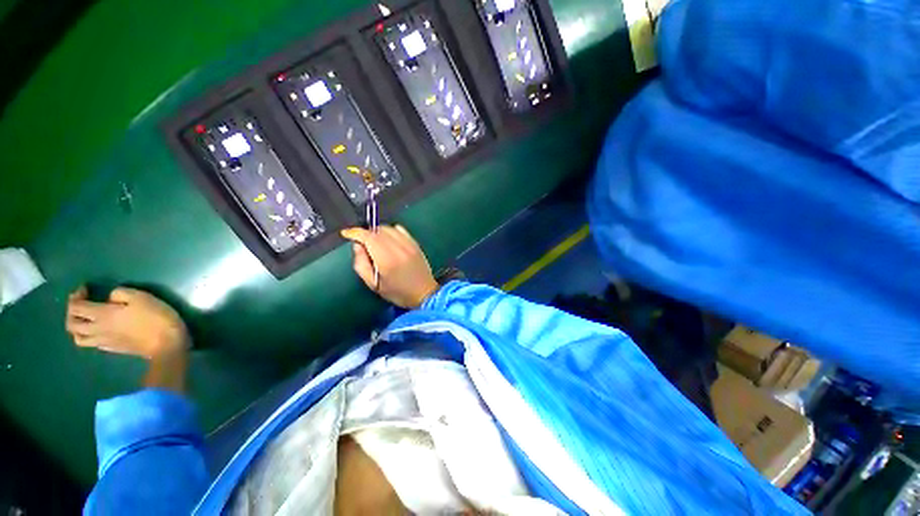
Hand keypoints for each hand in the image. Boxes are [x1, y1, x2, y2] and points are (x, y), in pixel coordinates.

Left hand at [66, 286, 188, 358]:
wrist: (167, 344)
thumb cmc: (155, 318)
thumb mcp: (142, 297)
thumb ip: (121, 293)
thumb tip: (111, 298)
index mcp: (102, 315)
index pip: (76, 307)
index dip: (76, 296)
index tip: (85, 289)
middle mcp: (97, 329)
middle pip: (71, 324)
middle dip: (71, 312)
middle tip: (81, 303)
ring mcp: (104, 341)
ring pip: (78, 337)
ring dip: (77, 328)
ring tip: (86, 320)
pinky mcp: (113, 348)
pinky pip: (92, 343)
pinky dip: (90, 336)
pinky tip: (100, 331)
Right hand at [341, 225, 439, 308]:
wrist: (424, 293)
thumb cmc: (398, 292)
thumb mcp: (374, 285)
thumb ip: (361, 264)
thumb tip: (357, 246)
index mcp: (386, 259)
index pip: (368, 237)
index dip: (355, 232)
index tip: (347, 233)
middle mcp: (398, 248)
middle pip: (378, 230)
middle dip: (366, 233)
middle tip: (363, 243)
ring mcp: (409, 244)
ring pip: (389, 228)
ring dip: (378, 232)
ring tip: (376, 243)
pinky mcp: (415, 243)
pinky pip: (401, 230)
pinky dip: (391, 231)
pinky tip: (389, 241)